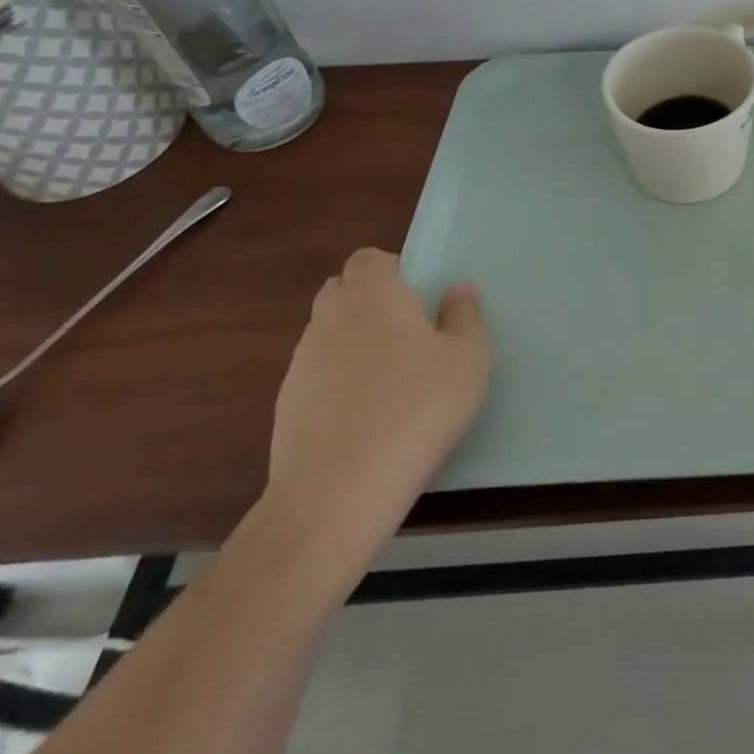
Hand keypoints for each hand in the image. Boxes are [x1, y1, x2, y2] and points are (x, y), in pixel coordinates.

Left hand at [265, 249, 490, 559]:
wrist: (337, 494)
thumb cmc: (416, 409)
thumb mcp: (468, 359)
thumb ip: (465, 315)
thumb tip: (458, 289)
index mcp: (373, 295)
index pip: (369, 258)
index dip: (393, 270)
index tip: (418, 299)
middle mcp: (329, 318)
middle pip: (342, 291)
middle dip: (369, 303)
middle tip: (408, 335)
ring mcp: (300, 364)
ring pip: (327, 334)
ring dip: (353, 344)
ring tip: (389, 382)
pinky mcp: (285, 407)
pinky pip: (316, 376)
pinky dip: (337, 384)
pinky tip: (364, 418)